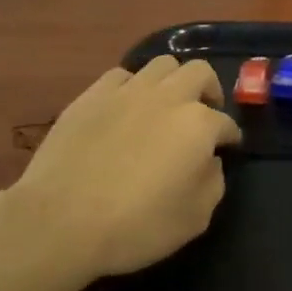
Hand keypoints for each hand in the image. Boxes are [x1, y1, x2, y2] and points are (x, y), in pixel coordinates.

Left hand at [6, 56, 241, 287]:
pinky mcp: (92, 94)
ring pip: (162, 64)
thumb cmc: (135, 225)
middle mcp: (167, 96)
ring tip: (166, 106)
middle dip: (208, 91)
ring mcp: (127, 90)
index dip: (230, 137)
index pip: (226, 123)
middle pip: (199, 72)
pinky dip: (132, 87)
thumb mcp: (194, 219)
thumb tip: (210, 161)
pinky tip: (126, 108)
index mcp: (197, 124)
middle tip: (203, 115)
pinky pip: (122, 75)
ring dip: (172, 81)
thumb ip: (213, 183)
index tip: (227, 148)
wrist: (61, 219)